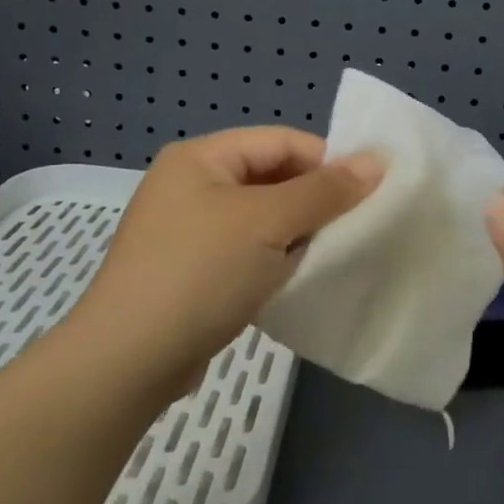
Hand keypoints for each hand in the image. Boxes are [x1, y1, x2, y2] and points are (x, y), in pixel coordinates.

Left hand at [72, 127, 381, 402]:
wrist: (127, 361)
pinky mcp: (189, 269)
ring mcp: (186, 228)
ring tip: (330, 254)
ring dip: (295, 232)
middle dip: (313, 199)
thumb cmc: (200, 273)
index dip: (328, 161)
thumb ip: (324, 190)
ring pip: (261, 217)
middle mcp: (190, 183)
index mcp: (202, 156)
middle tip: (354, 227)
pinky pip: (245, 249)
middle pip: (271, 176)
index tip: (370, 192)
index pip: (282, 141)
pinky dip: (273, 259)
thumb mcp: (269, 223)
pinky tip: (294, 279)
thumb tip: (376, 160)